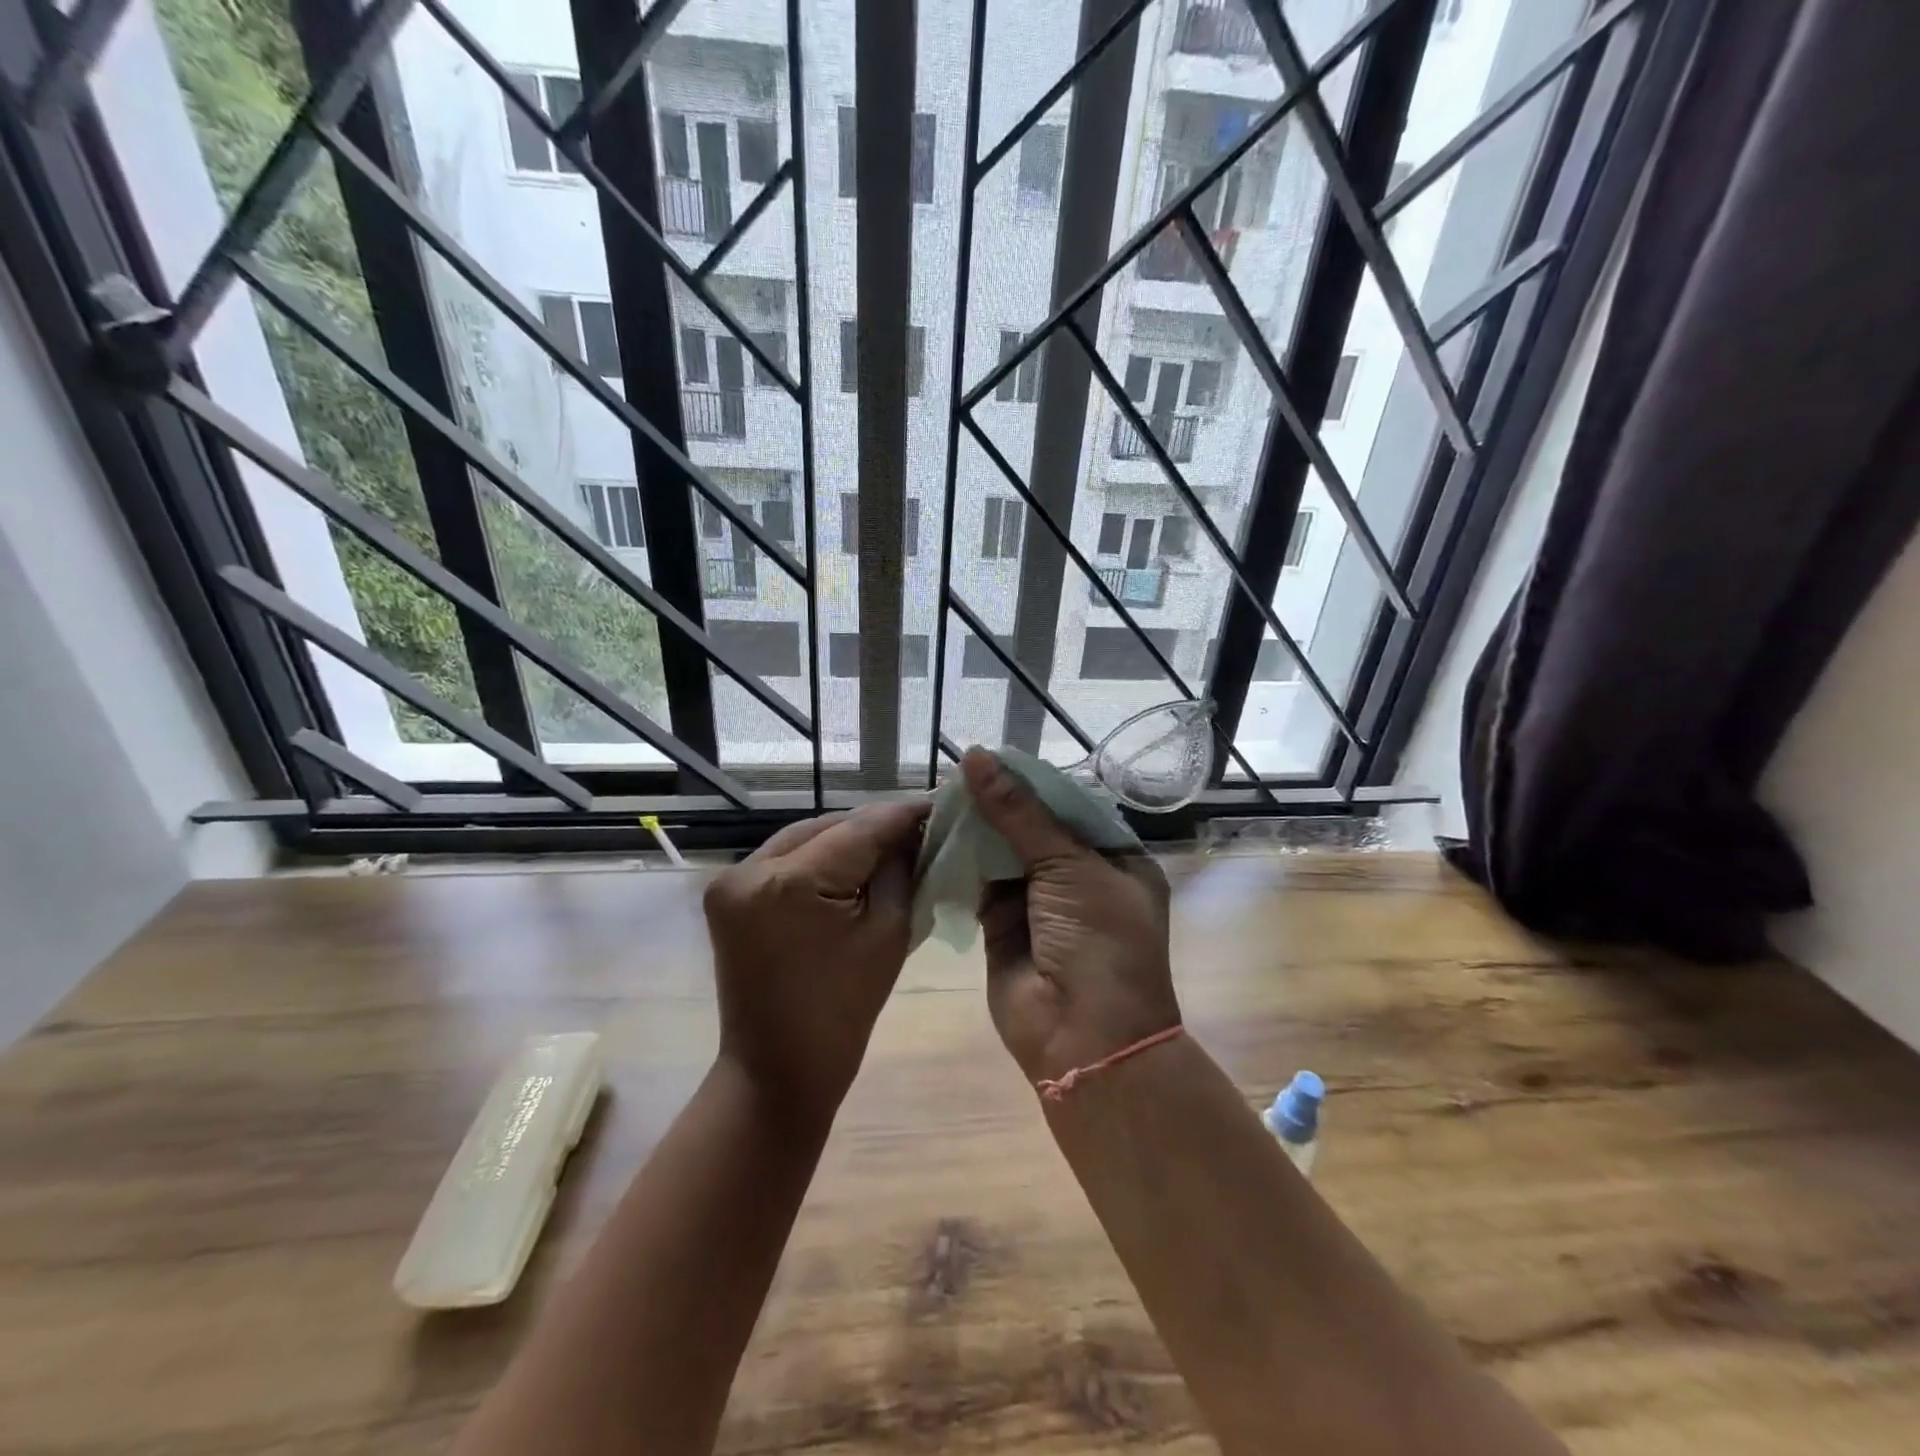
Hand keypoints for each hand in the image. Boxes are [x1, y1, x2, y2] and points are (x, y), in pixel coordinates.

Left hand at [703, 800, 929, 1123]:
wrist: (776, 1072)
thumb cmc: (842, 1013)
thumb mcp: (888, 933)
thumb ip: (901, 871)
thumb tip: (915, 833)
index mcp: (789, 883)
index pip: (859, 829)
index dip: (902, 814)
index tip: (939, 803)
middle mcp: (749, 869)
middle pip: (828, 827)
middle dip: (874, 826)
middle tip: (920, 826)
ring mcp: (732, 880)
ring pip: (805, 838)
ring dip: (847, 839)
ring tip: (892, 841)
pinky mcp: (728, 895)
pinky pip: (785, 860)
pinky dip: (820, 857)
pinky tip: (853, 862)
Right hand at [963, 749, 1179, 1085]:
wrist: (1084, 1041)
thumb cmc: (1099, 944)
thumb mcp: (1069, 868)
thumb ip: (1019, 813)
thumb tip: (977, 755)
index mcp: (1113, 857)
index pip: (1067, 804)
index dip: (1028, 782)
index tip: (987, 757)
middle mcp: (1077, 876)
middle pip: (1031, 826)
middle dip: (996, 803)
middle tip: (953, 773)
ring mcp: (1038, 901)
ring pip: (1001, 852)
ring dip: (974, 829)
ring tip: (937, 795)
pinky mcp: (1001, 924)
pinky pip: (978, 882)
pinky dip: (958, 861)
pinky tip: (934, 833)